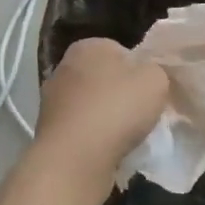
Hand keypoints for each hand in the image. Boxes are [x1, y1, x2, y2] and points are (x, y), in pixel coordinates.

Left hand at [34, 39, 169, 173]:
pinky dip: (93, 138)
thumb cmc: (117, 108)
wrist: (75, 157)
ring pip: (92, 105)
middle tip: (141, 115)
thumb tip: (147, 77)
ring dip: (107, 118)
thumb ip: (156, 72)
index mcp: (88, 46)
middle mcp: (64, 67)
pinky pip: (81, 129)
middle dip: (121, 95)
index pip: (121, 52)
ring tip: (125, 138)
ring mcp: (52, 100)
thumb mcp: (155, 80)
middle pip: (105, 79)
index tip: (150, 92)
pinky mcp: (49, 130)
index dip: (140, 72)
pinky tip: (106, 151)